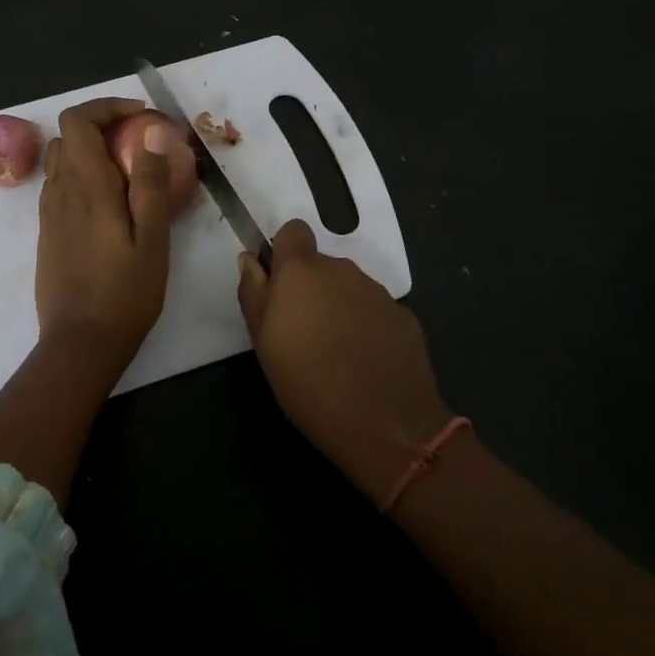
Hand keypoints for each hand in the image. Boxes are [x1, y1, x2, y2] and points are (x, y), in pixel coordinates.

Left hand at [35, 97, 174, 367]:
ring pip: (62, 160)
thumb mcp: (152, 240)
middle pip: (68, 135)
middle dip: (102, 125)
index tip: (140, 116)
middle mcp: (60, 191)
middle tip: (140, 140)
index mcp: (87, 187)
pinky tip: (110, 202)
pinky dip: (82, 175)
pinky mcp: (47, 232)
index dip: (106, 107)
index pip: (77, 121)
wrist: (79, 343)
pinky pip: (60, 185)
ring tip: (128, 169)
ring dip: (91, 150)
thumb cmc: (124, 293)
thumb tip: (151, 133)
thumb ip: (150, 184)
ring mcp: (49, 212)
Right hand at [238, 219, 451, 502]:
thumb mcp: (263, 344)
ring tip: (335, 354)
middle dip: (311, 289)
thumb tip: (250, 260)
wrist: (387, 425)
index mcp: (301, 271)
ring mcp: (377, 292)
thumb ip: (254, 294)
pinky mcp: (404, 317)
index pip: (294, 230)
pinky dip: (368, 328)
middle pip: (321, 265)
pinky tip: (365, 364)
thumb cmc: (308, 384)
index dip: (285, 251)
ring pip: (349, 289)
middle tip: (303, 333)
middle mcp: (342, 269)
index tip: (280, 283)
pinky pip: (376, 312)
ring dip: (339, 308)